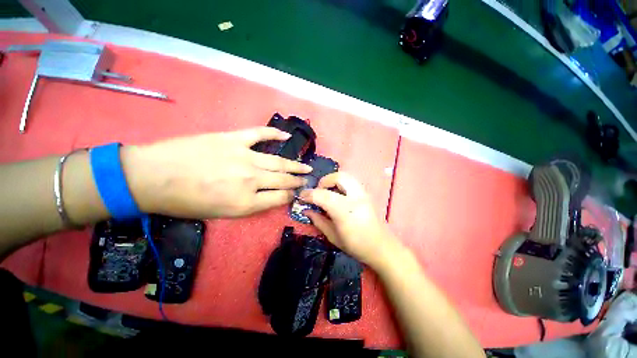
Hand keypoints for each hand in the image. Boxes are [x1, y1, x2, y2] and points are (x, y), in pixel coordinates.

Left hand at [122, 127, 311, 217]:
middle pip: (283, 180)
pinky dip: (274, 134)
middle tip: (307, 179)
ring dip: (295, 165)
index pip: (280, 198)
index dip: (291, 196)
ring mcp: (244, 157)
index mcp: (246, 203)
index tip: (296, 194)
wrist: (152, 177)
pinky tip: (286, 137)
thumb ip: (250, 205)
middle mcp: (251, 180)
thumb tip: (270, 196)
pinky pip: (260, 134)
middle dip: (298, 181)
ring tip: (306, 166)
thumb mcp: (221, 214)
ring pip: (278, 162)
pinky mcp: (233, 139)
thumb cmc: (186, 202)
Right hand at [299, 172, 397, 266]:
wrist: (382, 247)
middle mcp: (355, 197)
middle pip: (338, 177)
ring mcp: (363, 194)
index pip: (322, 195)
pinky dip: (341, 183)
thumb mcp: (333, 236)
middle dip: (324, 181)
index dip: (309, 194)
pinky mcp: (367, 194)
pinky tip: (338, 195)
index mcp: (345, 210)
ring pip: (346, 176)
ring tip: (327, 192)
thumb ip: (318, 220)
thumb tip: (306, 210)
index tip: (302, 197)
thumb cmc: (356, 245)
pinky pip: (351, 181)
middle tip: (318, 191)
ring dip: (333, 180)